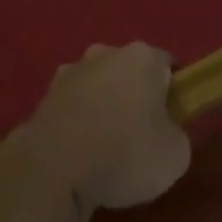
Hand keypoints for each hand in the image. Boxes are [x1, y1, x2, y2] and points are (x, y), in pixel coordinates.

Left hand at [16, 43, 190, 211]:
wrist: (54, 168)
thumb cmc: (125, 153)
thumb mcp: (175, 156)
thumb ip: (175, 135)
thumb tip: (164, 132)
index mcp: (142, 57)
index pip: (167, 66)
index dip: (173, 93)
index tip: (172, 122)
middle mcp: (105, 53)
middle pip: (129, 72)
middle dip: (135, 96)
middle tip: (140, 136)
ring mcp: (71, 71)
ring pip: (98, 86)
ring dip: (104, 107)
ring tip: (106, 150)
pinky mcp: (45, 95)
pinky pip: (74, 107)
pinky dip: (79, 123)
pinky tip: (80, 154)